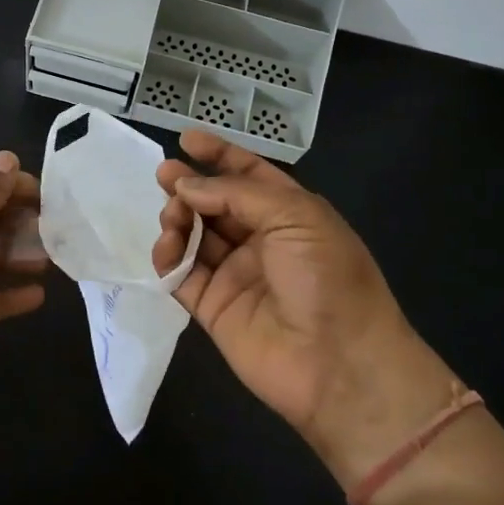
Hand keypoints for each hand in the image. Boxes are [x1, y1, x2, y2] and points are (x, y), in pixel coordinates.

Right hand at [153, 131, 454, 490]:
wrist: (339, 365)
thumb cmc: (327, 278)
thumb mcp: (295, 217)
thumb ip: (236, 194)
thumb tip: (186, 185)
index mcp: (290, 214)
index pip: (249, 175)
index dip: (219, 155)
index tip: (186, 139)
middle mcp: (261, 240)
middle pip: (215, 203)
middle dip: (190, 186)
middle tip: (164, 176)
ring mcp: (235, 274)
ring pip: (194, 235)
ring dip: (178, 219)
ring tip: (172, 218)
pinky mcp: (212, 307)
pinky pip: (181, 275)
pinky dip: (167, 258)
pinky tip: (164, 249)